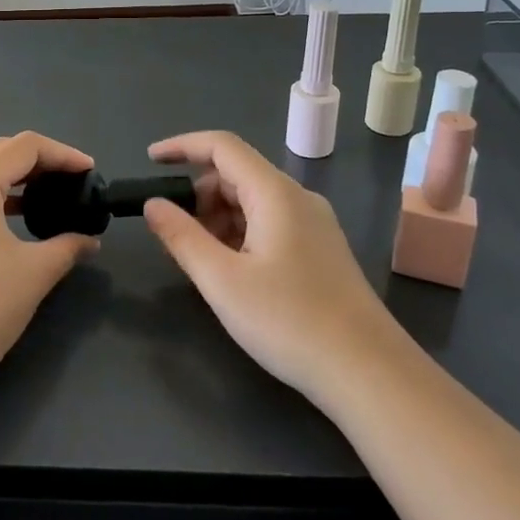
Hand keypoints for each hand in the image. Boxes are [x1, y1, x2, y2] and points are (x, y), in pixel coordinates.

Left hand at [0, 132, 100, 405]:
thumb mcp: (34, 273)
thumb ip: (68, 246)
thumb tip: (89, 240)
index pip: (25, 146)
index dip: (62, 154)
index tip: (90, 172)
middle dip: (39, 161)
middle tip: (71, 181)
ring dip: (14, 176)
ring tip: (47, 196)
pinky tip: (13, 217)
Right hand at [143, 131, 390, 405]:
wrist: (370, 374)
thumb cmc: (289, 321)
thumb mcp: (222, 280)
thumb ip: (182, 236)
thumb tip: (153, 203)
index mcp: (275, 193)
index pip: (222, 146)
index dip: (182, 146)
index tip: (149, 160)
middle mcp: (297, 198)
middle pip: (237, 174)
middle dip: (197, 193)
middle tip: (171, 231)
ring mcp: (314, 225)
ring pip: (252, 202)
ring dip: (217, 217)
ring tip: (198, 257)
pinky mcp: (320, 251)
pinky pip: (269, 223)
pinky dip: (239, 233)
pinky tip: (230, 270)